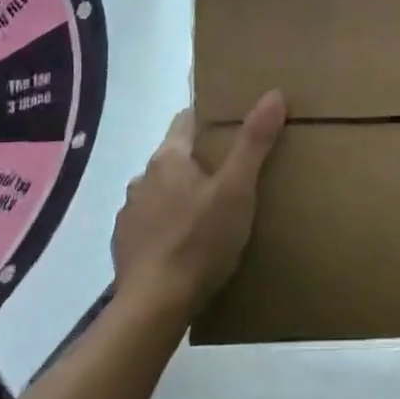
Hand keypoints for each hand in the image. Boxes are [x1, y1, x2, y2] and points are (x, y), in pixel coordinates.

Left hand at [111, 91, 285, 317]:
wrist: (155, 305)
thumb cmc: (200, 240)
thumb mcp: (237, 189)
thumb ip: (254, 142)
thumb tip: (273, 94)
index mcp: (168, 159)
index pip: (186, 119)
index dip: (209, 118)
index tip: (233, 124)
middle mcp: (142, 179)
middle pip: (175, 157)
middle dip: (200, 160)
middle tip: (233, 172)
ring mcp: (130, 213)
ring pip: (162, 191)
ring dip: (182, 194)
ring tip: (211, 211)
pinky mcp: (125, 245)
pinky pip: (151, 223)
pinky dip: (168, 225)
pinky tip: (187, 243)